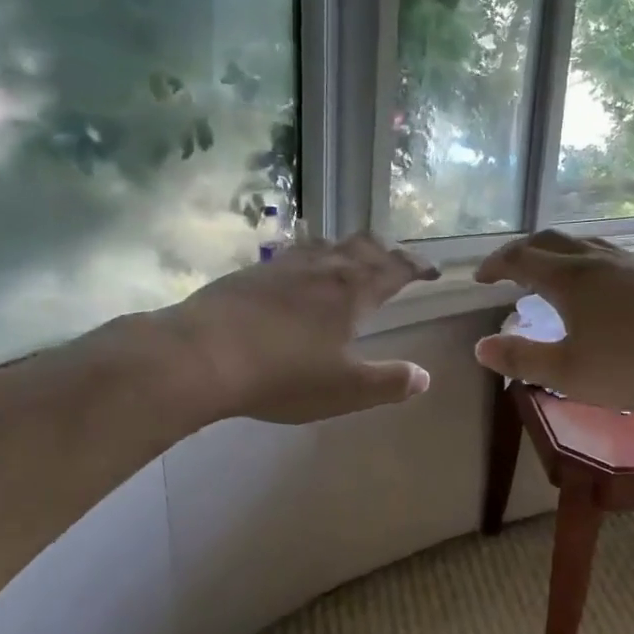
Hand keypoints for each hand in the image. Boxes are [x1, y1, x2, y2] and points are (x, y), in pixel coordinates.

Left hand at [157, 233, 440, 424]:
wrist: (201, 355)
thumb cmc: (282, 375)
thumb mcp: (344, 389)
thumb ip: (388, 382)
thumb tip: (424, 376)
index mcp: (353, 291)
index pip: (396, 268)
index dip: (417, 266)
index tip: (432, 271)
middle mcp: (323, 267)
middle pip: (363, 246)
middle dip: (386, 251)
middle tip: (396, 261)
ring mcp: (284, 265)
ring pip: (327, 244)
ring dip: (348, 249)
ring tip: (351, 260)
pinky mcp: (252, 272)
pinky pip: (294, 254)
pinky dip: (311, 257)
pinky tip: (299, 273)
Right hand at [473, 231, 633, 409]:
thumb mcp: (569, 373)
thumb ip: (522, 359)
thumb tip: (481, 347)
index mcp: (569, 278)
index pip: (520, 258)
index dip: (494, 265)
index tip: (479, 279)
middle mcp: (597, 259)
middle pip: (550, 241)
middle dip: (522, 251)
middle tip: (508, 271)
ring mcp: (633, 261)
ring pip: (584, 244)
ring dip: (557, 254)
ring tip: (552, 276)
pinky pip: (611, 255)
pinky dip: (588, 263)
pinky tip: (603, 289)